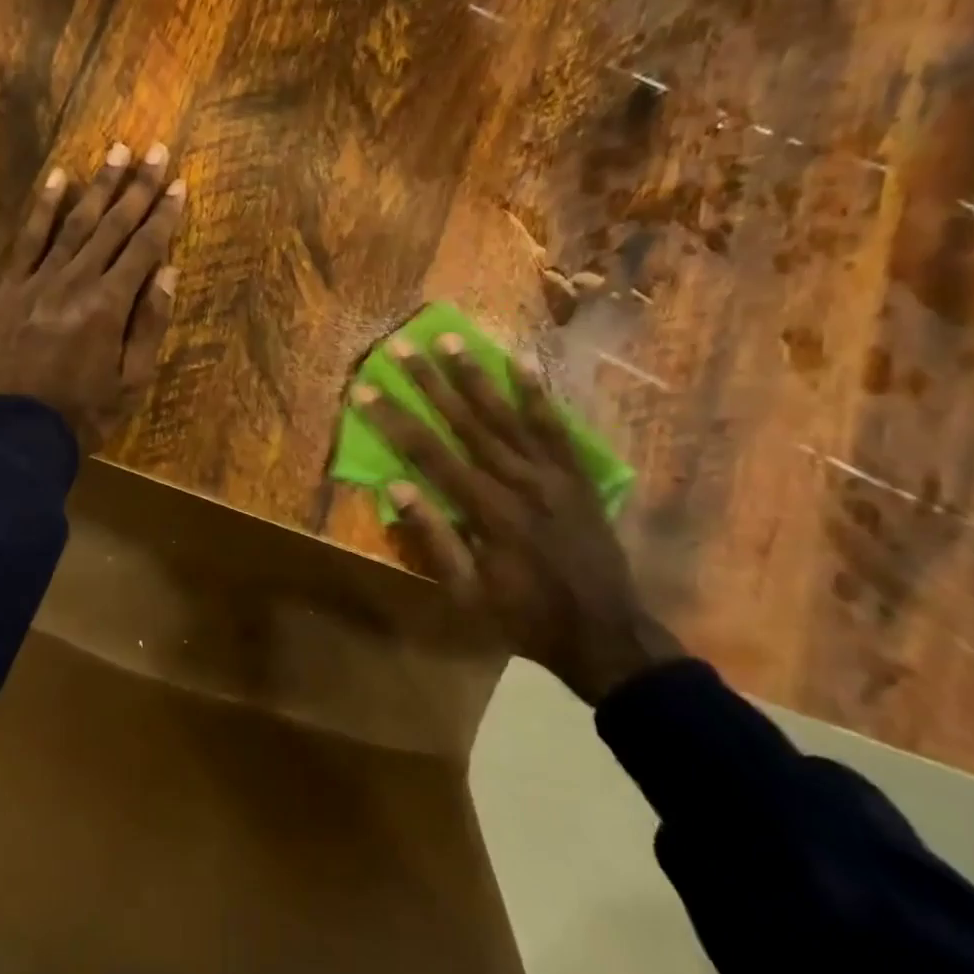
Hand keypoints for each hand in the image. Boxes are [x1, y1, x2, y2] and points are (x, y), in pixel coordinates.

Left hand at [0, 141, 185, 453]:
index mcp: (109, 305)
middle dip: (138, 187)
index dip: (164, 214)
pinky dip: (44, 207)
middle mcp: (75, 281)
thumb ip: (149, 324)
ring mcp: (38, 280)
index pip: (144, 248)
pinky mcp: (10, 288)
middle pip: (112, 225)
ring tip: (117, 151)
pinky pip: (28, 239)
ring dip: (98, 185)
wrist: (15, 433)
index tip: (180, 182)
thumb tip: (166, 271)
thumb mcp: (132, 381)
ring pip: (74, 223)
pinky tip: (59, 178)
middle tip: (156, 150)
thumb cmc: (83, 413)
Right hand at [352, 336, 682, 703]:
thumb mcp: (467, 593)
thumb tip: (397, 485)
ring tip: (451, 339)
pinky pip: (555, 426)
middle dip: (429, 381)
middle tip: (403, 345)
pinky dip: (537, 393)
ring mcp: (553, 474)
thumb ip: (434, 537)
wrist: (606, 634)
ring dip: (475, 374)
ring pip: (507, 415)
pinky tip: (521, 362)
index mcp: (488, 511)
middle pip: (466, 422)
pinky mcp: (577, 474)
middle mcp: (519, 481)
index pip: (430, 454)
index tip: (366, 389)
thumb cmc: (523, 617)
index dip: (394, 420)